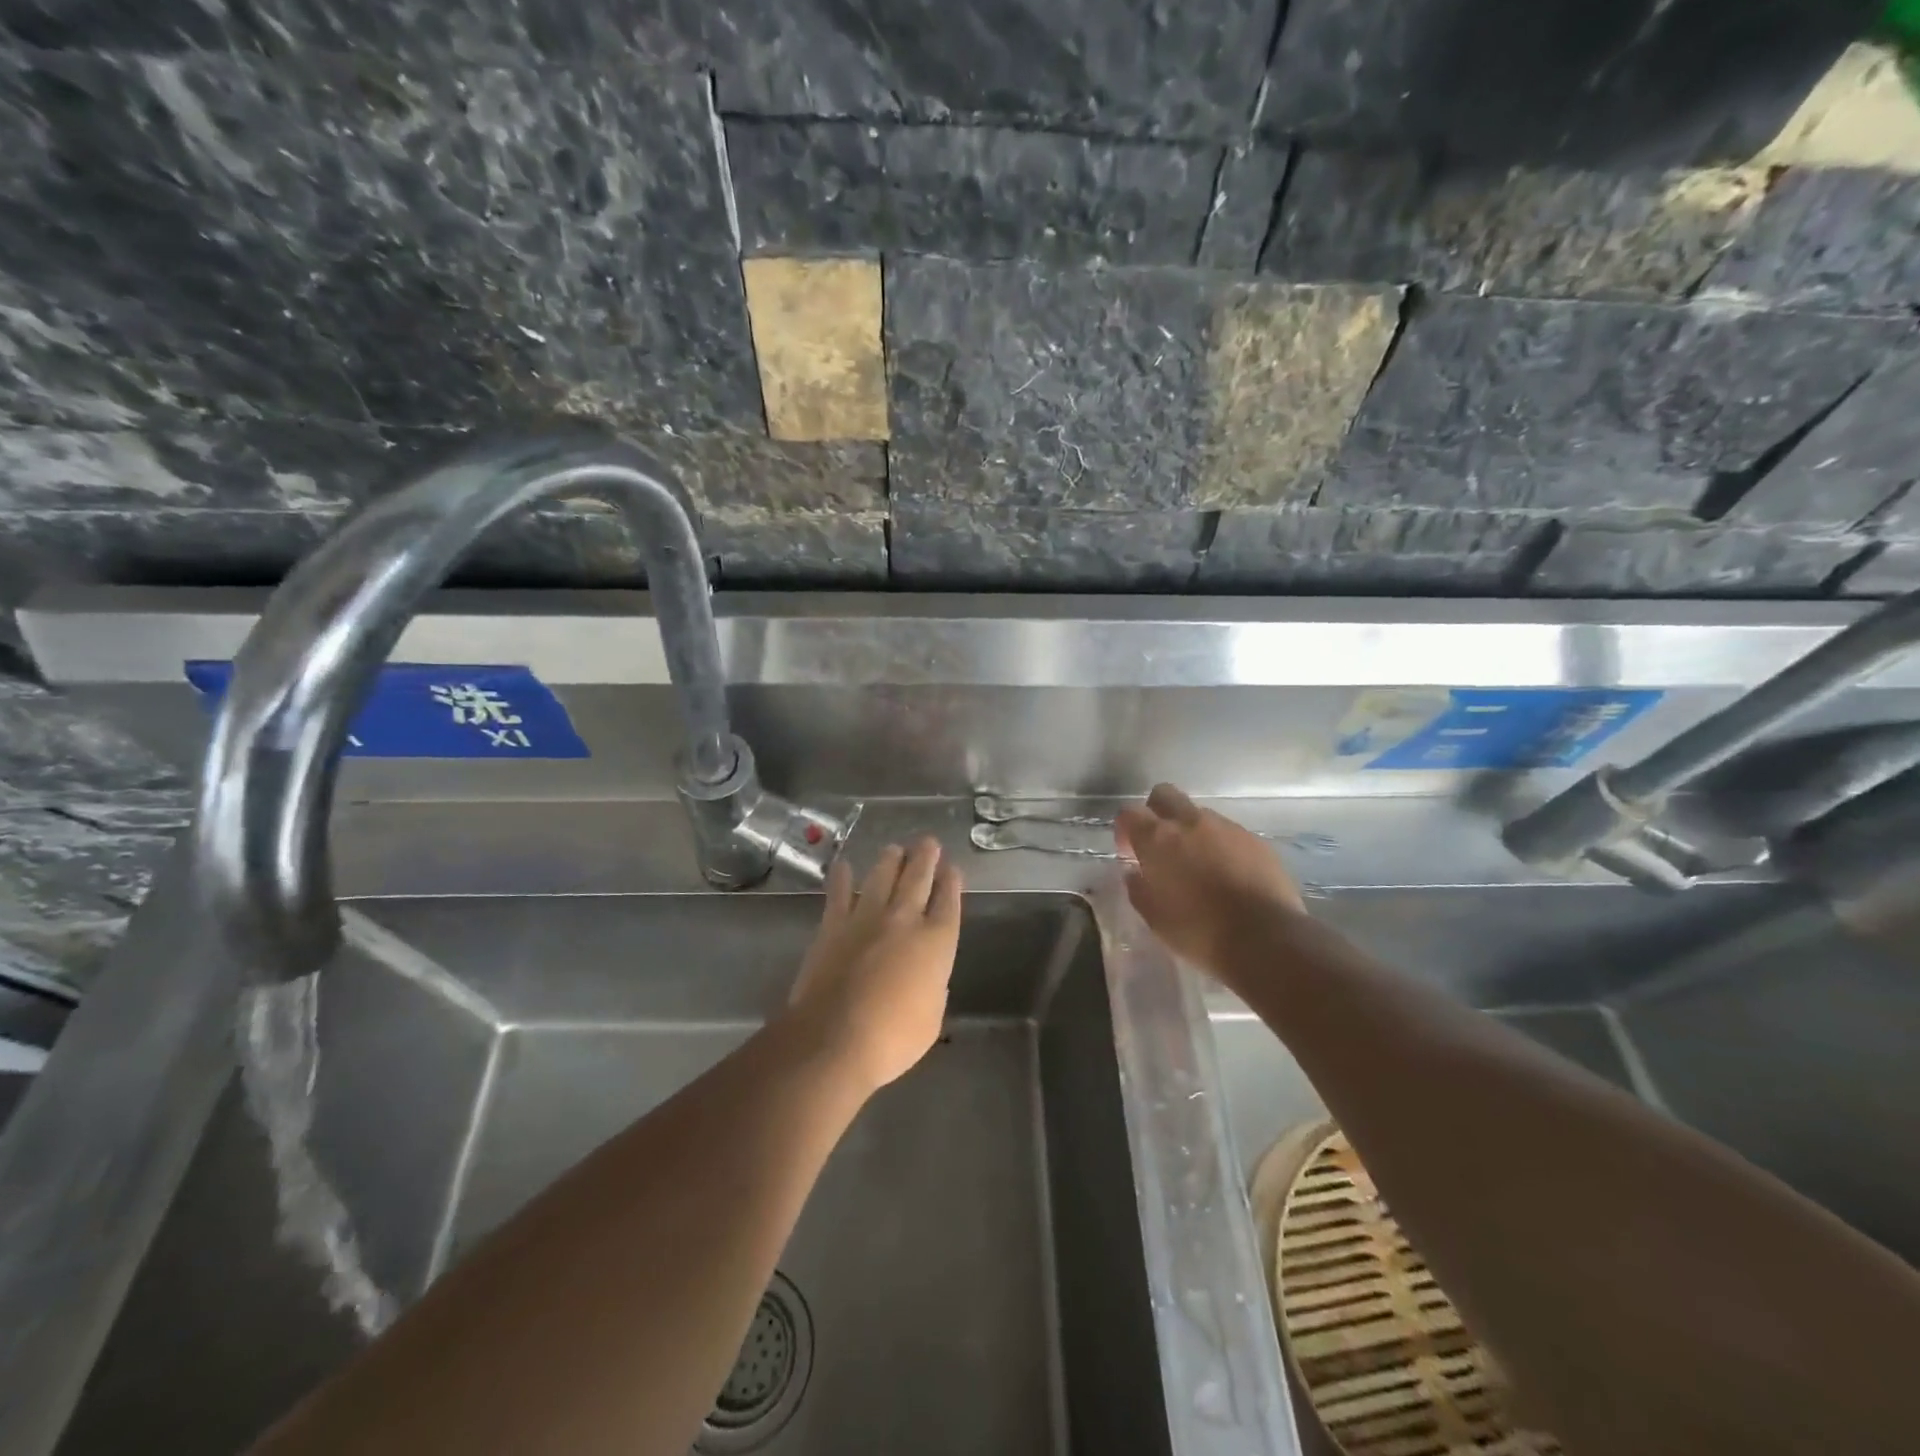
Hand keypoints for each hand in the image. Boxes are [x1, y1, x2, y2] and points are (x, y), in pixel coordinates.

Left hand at [786, 838, 963, 1094]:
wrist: (835, 1038)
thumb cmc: (893, 1038)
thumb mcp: (931, 1019)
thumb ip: (933, 989)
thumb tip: (928, 978)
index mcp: (936, 942)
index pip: (948, 902)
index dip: (951, 883)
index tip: (952, 868)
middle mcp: (904, 919)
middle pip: (918, 878)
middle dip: (925, 858)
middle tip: (928, 842)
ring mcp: (866, 918)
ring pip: (882, 877)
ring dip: (890, 860)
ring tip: (895, 848)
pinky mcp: (833, 925)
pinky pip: (839, 893)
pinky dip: (842, 878)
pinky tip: (844, 866)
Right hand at [1116, 784, 1305, 979]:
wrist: (1265, 939)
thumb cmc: (1199, 932)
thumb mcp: (1154, 918)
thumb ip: (1138, 888)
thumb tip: (1134, 873)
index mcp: (1158, 839)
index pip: (1129, 812)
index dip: (1125, 829)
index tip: (1130, 852)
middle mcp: (1191, 822)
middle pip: (1165, 794)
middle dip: (1157, 813)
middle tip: (1160, 846)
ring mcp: (1227, 828)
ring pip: (1199, 814)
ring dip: (1192, 832)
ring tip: (1199, 866)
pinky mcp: (1256, 841)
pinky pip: (1229, 833)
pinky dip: (1221, 847)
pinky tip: (1228, 876)